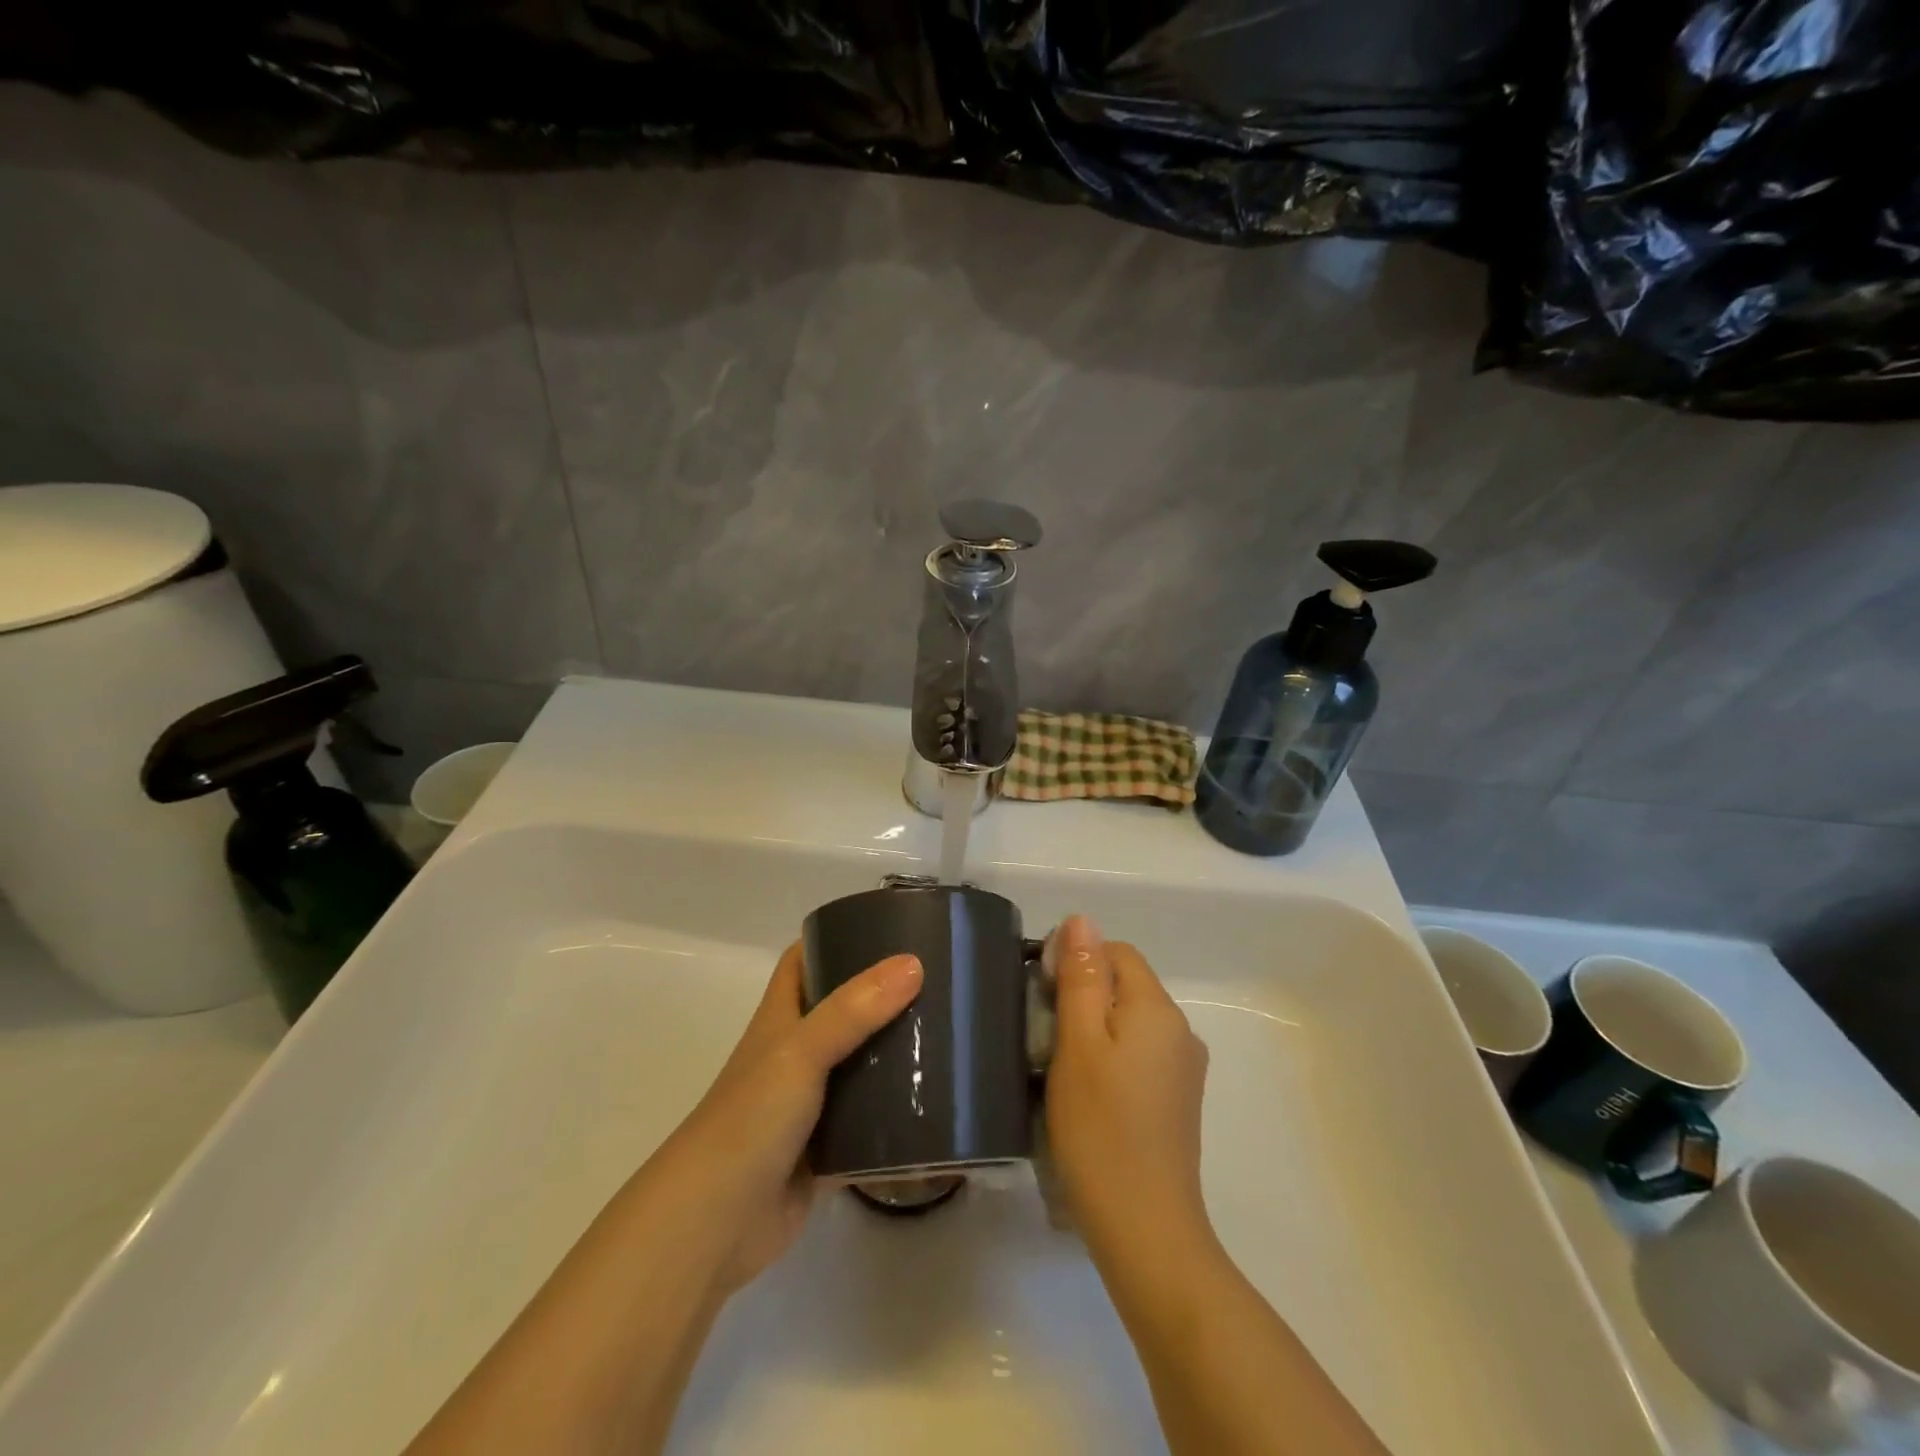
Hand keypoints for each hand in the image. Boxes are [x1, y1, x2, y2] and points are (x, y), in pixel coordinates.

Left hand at [636, 943, 922, 1294]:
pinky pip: (869, 1125)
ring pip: (859, 1066)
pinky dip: (896, 1118)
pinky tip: (936, 1109)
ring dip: (894, 1055)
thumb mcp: (801, 1051)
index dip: (835, 937)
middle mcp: (795, 1053)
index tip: (886, 926)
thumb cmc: (750, 1119)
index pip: (804, 960)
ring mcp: (810, 1103)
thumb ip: (854, 1010)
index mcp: (781, 1018)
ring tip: (948, 1037)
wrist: (714, 1223)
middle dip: (882, 996)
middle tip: (936, 982)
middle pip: (842, 1010)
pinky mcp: (826, 1150)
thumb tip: (913, 964)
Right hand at [1045, 916, 1212, 1266]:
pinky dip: (1111, 1059)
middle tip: (1045, 1035)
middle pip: (1126, 986)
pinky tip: (1089, 1095)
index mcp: (1158, 1009)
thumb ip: (1081, 977)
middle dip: (1084, 996)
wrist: (1145, 1230)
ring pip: (1131, 1022)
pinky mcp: (1178, 1101)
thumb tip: (1082, 919)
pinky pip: (1140, 1055)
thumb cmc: (1100, 1128)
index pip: (1117, 953)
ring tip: (1060, 1067)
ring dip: (1095, 1030)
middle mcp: (1181, 1031)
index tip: (1042, 994)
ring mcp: (1184, 1070)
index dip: (1077, 961)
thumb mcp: (1078, 1043)